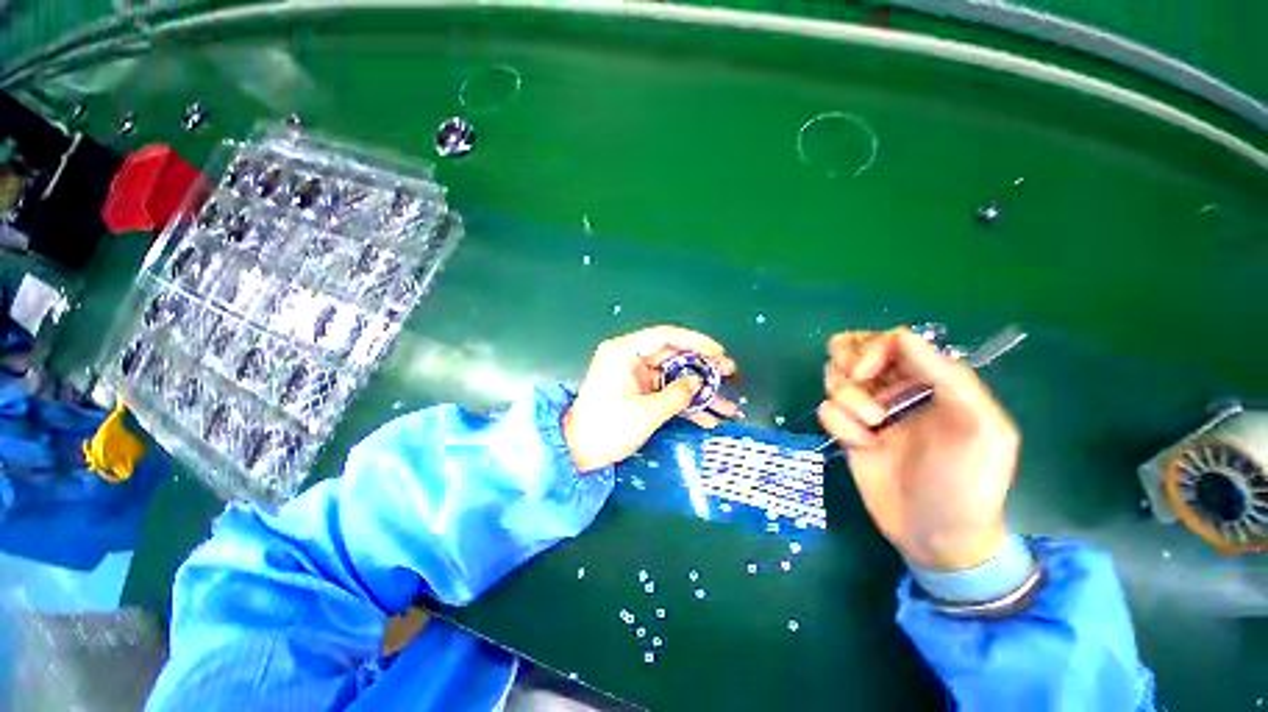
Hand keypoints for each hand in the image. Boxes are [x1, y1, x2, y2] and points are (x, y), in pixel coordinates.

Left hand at [564, 325, 738, 472]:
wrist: (577, 452)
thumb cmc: (607, 429)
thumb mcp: (646, 413)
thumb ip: (677, 395)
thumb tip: (698, 382)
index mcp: (625, 352)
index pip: (666, 336)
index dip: (696, 342)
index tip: (719, 353)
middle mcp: (631, 358)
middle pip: (674, 355)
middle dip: (703, 367)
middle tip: (730, 373)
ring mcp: (636, 376)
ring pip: (675, 376)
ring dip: (699, 390)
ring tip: (727, 403)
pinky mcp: (639, 392)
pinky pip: (667, 391)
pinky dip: (685, 403)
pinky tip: (708, 417)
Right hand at [818, 328, 1018, 570]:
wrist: (935, 534)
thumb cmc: (967, 482)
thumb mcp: (981, 428)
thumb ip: (950, 378)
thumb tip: (903, 337)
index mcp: (934, 379)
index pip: (891, 340)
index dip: (871, 349)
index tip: (865, 373)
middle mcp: (897, 387)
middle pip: (853, 349)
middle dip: (849, 367)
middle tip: (860, 390)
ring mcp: (869, 409)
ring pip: (834, 377)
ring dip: (846, 400)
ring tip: (870, 428)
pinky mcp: (848, 430)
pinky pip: (826, 411)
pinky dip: (840, 426)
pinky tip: (862, 446)